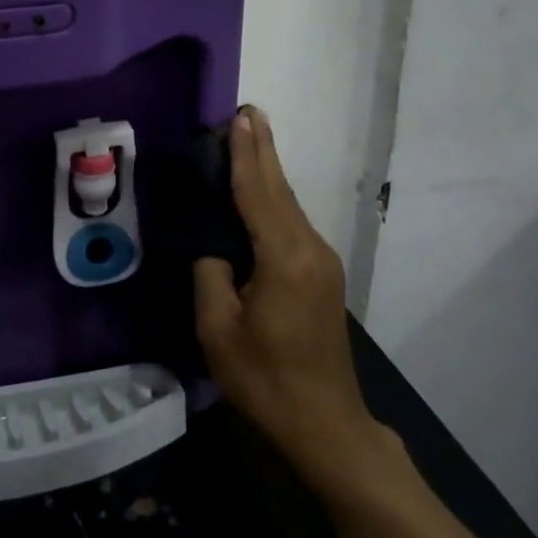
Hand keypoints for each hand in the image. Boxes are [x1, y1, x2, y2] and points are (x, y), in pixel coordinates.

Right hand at [193, 108, 393, 492]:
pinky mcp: (322, 275)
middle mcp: (310, 249)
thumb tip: (213, 246)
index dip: (246, 154)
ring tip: (248, 139)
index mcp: (284, 258)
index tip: (239, 116)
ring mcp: (322, 261)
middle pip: (280, 189)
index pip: (258, 192)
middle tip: (248, 112)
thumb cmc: (266, 380)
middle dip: (263, 150)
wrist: (326, 426)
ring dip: (267, 171)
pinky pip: (292, 223)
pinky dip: (273, 197)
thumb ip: (211, 274)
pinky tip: (260, 190)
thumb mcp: (219, 329)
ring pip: (289, 204)